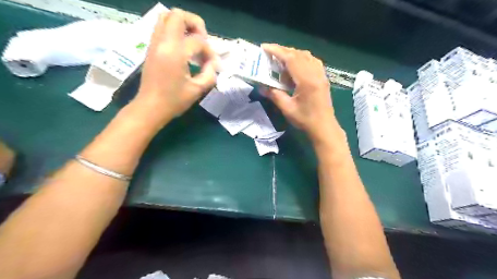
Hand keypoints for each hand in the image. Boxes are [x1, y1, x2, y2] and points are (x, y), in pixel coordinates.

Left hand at [134, 9, 217, 124]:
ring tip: (193, 42)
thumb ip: (210, 74)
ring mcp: (154, 44)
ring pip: (166, 18)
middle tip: (202, 41)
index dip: (209, 51)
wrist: (150, 107)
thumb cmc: (174, 101)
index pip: (197, 41)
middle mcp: (162, 43)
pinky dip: (175, 31)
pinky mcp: (152, 48)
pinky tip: (183, 48)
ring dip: (183, 25)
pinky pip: (162, 28)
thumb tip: (213, 63)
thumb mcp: (197, 90)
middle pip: (177, 15)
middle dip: (195, 24)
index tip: (212, 65)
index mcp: (175, 53)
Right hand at [262, 43, 339, 143]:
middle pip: (299, 54)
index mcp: (306, 81)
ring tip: (281, 63)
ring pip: (307, 56)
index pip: (291, 59)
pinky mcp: (323, 78)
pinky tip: (295, 69)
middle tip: (270, 55)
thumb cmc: (305, 120)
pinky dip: (302, 60)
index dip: (277, 51)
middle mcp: (315, 74)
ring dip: (293, 55)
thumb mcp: (287, 108)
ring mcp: (321, 75)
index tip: (265, 47)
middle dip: (283, 51)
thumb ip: (274, 95)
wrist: (324, 127)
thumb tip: (261, 87)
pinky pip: (312, 62)